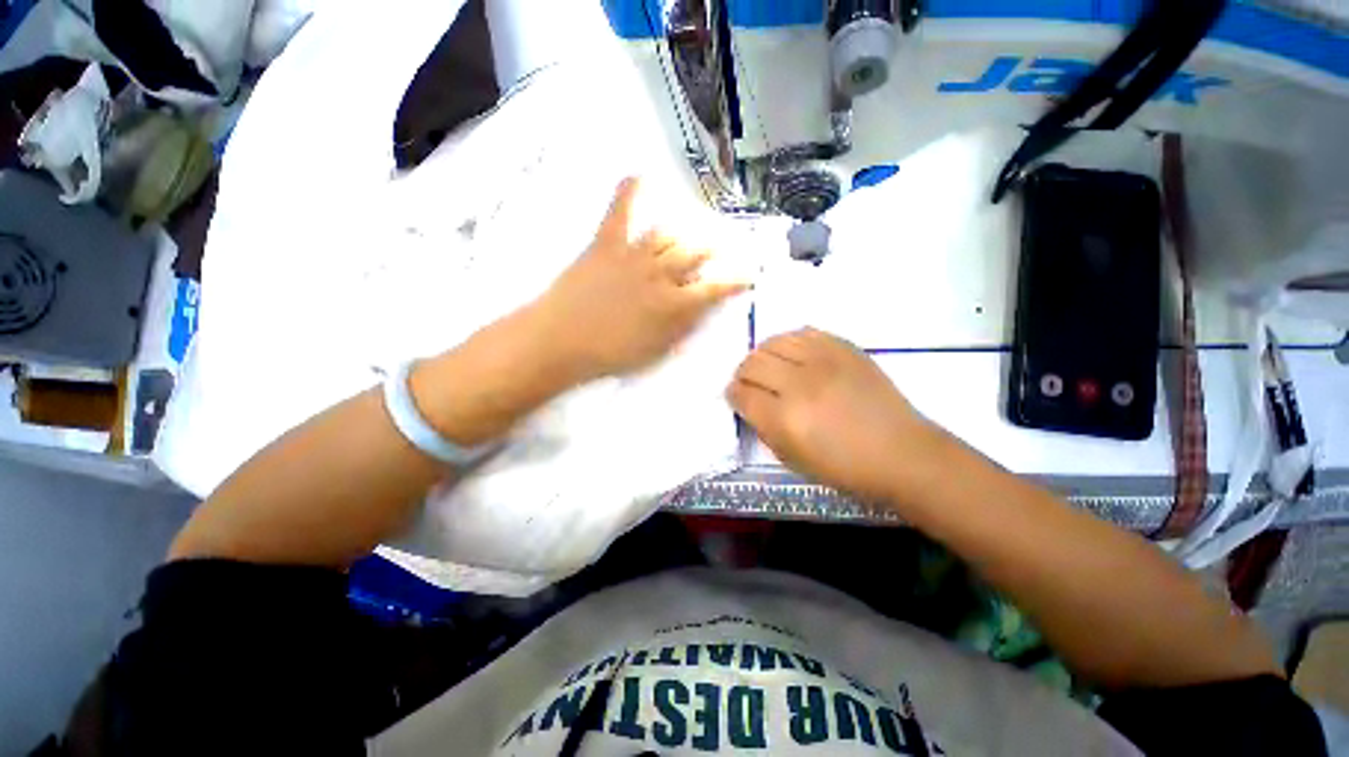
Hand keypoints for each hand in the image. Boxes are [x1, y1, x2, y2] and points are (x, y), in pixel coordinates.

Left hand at [535, 177, 749, 380]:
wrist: (561, 341)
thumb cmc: (611, 354)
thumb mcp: (656, 350)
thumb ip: (682, 328)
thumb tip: (701, 308)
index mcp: (673, 304)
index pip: (714, 289)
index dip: (734, 282)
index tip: (748, 276)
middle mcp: (660, 274)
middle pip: (693, 254)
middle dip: (709, 250)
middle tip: (716, 248)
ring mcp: (633, 255)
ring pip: (666, 234)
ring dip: (680, 234)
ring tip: (686, 234)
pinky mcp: (606, 243)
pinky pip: (620, 210)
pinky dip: (629, 191)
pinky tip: (639, 174)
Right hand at [727, 328, 948, 504]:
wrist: (901, 452)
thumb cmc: (844, 467)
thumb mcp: (792, 459)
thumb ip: (763, 428)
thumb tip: (748, 403)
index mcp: (784, 418)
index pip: (741, 393)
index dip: (733, 394)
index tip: (736, 396)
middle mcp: (799, 383)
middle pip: (752, 363)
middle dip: (743, 373)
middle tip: (750, 383)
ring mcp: (823, 361)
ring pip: (773, 342)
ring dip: (763, 354)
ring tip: (770, 367)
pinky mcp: (843, 348)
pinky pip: (802, 333)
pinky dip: (789, 342)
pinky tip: (794, 355)